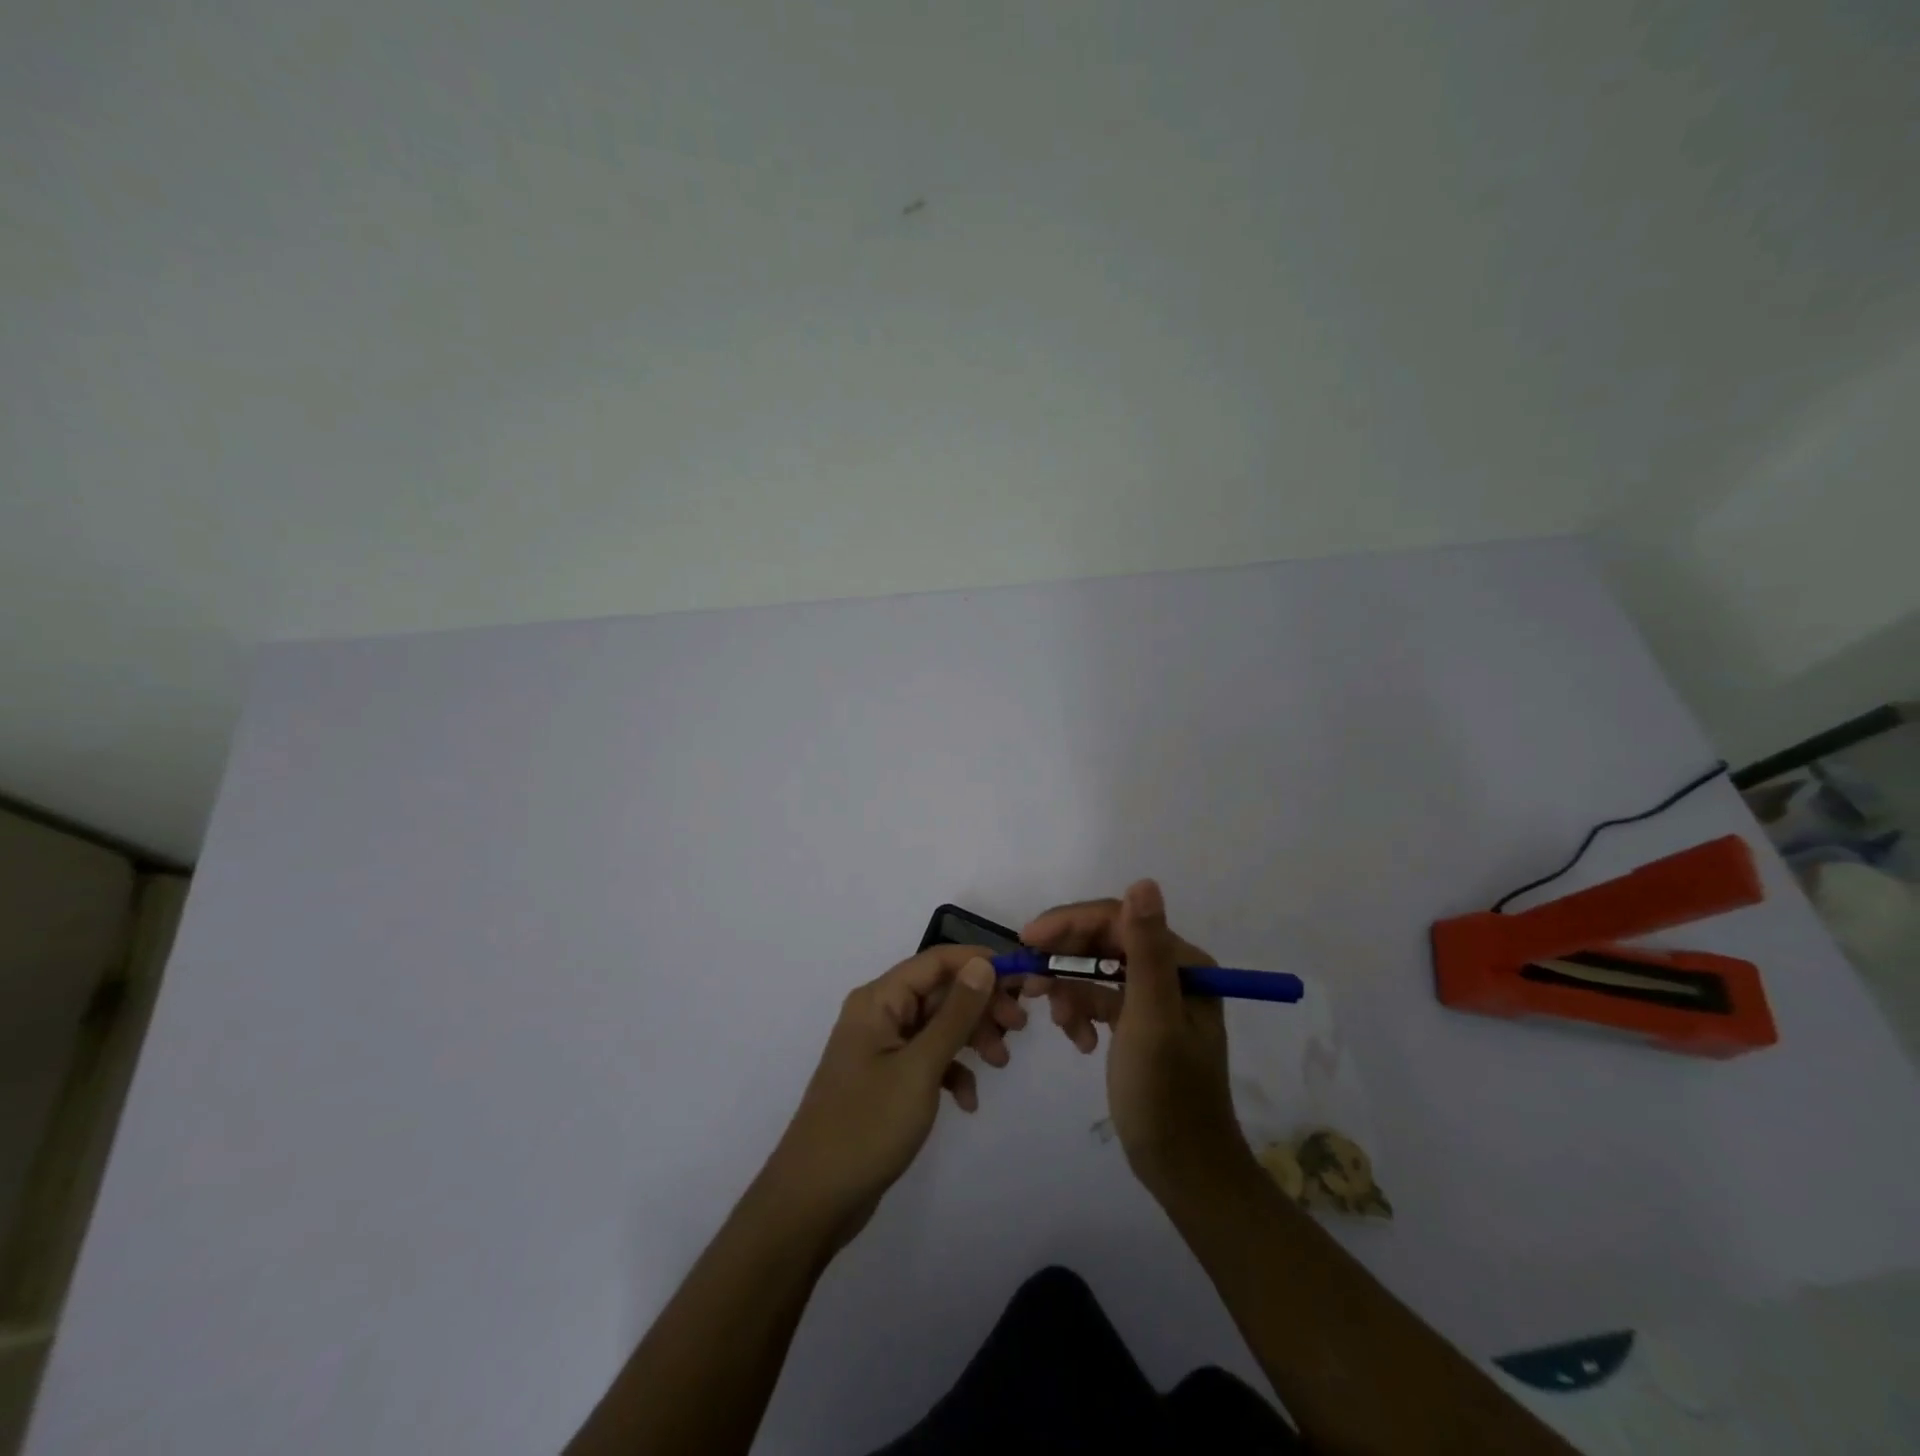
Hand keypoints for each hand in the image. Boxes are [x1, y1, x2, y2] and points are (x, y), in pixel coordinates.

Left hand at [759, 945, 1024, 1249]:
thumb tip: (983, 964)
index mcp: (879, 999)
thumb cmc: (867, 1126)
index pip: (937, 960)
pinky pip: (928, 1059)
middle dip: (981, 1006)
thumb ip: (955, 1014)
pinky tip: (968, 1102)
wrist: (814, 1200)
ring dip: (971, 1038)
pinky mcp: (886, 1079)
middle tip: (1018, 1028)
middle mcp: (879, 1014)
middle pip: (940, 991)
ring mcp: (882, 1048)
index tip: (1023, 980)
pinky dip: (952, 1072)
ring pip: (938, 1025)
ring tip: (1000, 1063)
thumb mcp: (920, 1067)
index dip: (981, 963)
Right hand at [1022, 880, 1254, 1203]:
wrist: (1182, 1169)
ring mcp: (1152, 997)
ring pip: (1094, 970)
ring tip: (1055, 1021)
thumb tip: (1143, 881)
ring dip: (1069, 990)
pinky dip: (1080, 1013)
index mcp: (1182, 963)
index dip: (1069, 923)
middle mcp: (1170, 971)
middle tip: (1028, 981)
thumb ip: (1146, 950)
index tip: (1026, 941)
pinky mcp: (1137, 1022)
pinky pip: (1098, 999)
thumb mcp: (1152, 1018)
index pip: (1116, 920)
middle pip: (1102, 942)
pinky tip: (1077, 1042)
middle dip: (1064, 960)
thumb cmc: (1167, 1094)